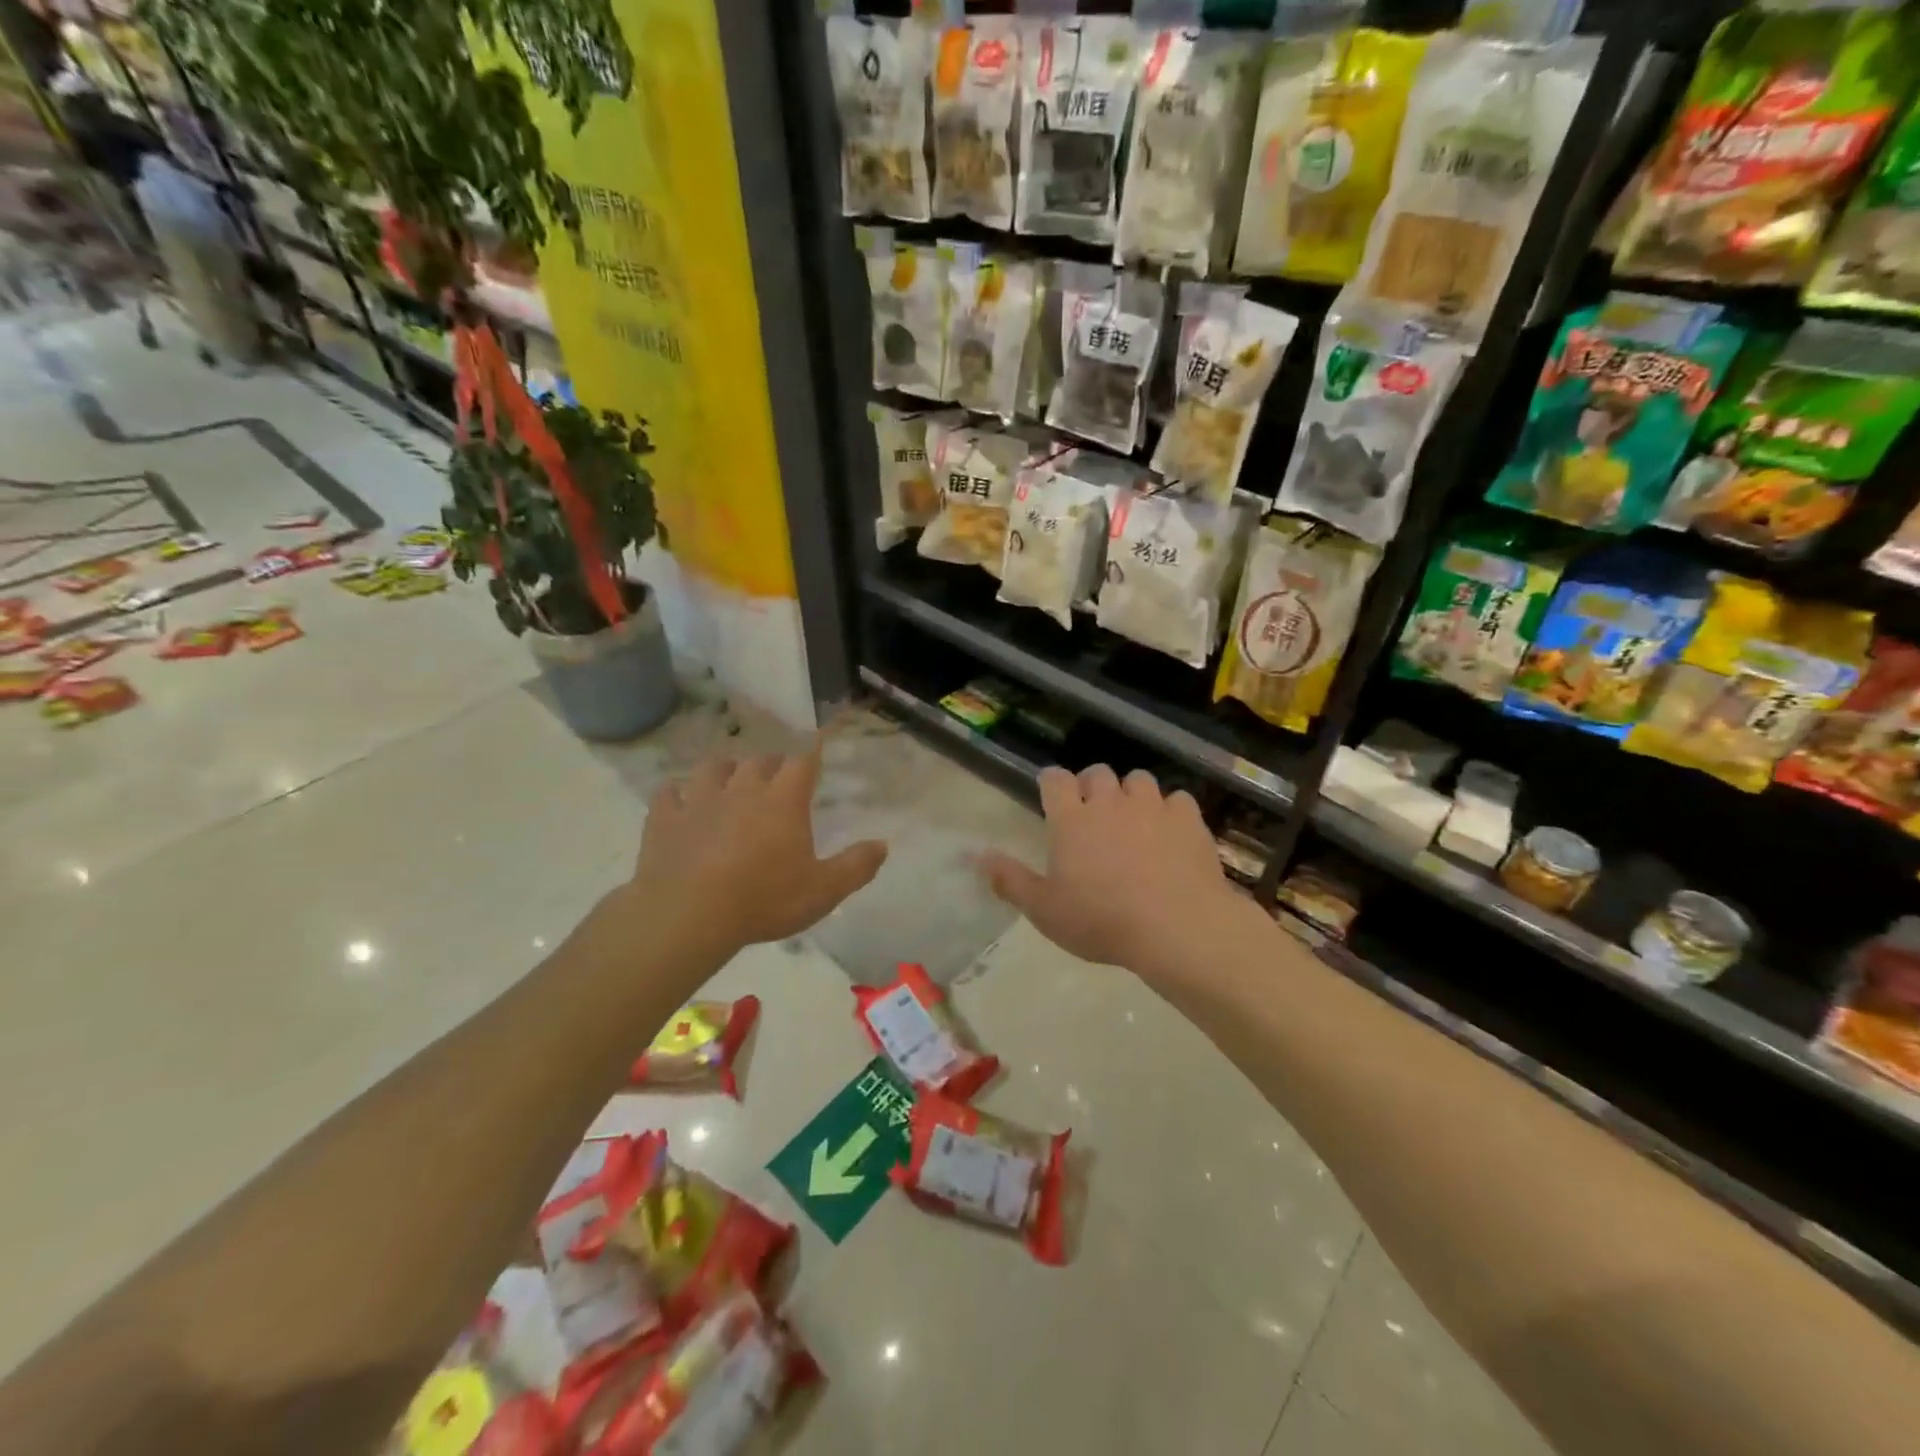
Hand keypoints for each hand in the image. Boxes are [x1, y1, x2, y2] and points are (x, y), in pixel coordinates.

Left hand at [614, 745, 887, 963]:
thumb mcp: (823, 891)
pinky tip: (677, 798)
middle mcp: (743, 789)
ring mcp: (700, 801)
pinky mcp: (665, 819)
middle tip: (776, 775)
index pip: (802, 763)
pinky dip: (675, 793)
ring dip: (724, 769)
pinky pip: (669, 794)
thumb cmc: (764, 900)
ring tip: (729, 776)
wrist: (688, 914)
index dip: (811, 755)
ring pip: (713, 769)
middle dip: (771, 764)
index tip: (815, 752)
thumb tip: (883, 845)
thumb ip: (856, 866)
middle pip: (759, 761)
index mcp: (783, 801)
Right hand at [977, 765, 1250, 978]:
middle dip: (1092, 786)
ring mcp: (1152, 807)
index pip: (1054, 780)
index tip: (1052, 794)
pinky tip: (1171, 832)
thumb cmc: (1102, 921)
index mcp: (1071, 820)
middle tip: (1092, 813)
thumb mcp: (1045, 910)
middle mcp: (1110, 803)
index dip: (1051, 782)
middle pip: (1097, 773)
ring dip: (1131, 794)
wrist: (1177, 928)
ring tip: (1133, 819)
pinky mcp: (1188, 819)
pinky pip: (1177, 799)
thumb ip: (1010, 880)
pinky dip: (1171, 810)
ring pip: (1138, 780)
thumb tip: (976, 856)